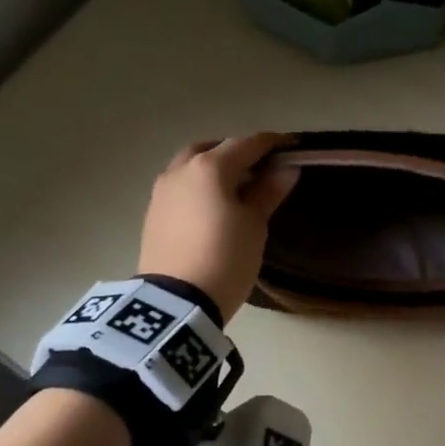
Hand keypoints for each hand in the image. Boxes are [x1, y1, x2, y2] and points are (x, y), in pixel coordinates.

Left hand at [138, 133, 299, 323]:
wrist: (177, 301)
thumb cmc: (226, 257)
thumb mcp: (254, 225)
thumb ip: (268, 192)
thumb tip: (286, 169)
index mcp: (209, 167)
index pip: (246, 144)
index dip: (271, 144)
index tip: (291, 147)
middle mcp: (180, 170)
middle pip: (211, 149)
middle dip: (235, 153)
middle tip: (258, 169)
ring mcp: (161, 192)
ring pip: (189, 167)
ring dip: (212, 170)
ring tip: (234, 190)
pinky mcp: (153, 215)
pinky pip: (180, 189)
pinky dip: (197, 188)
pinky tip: (210, 208)